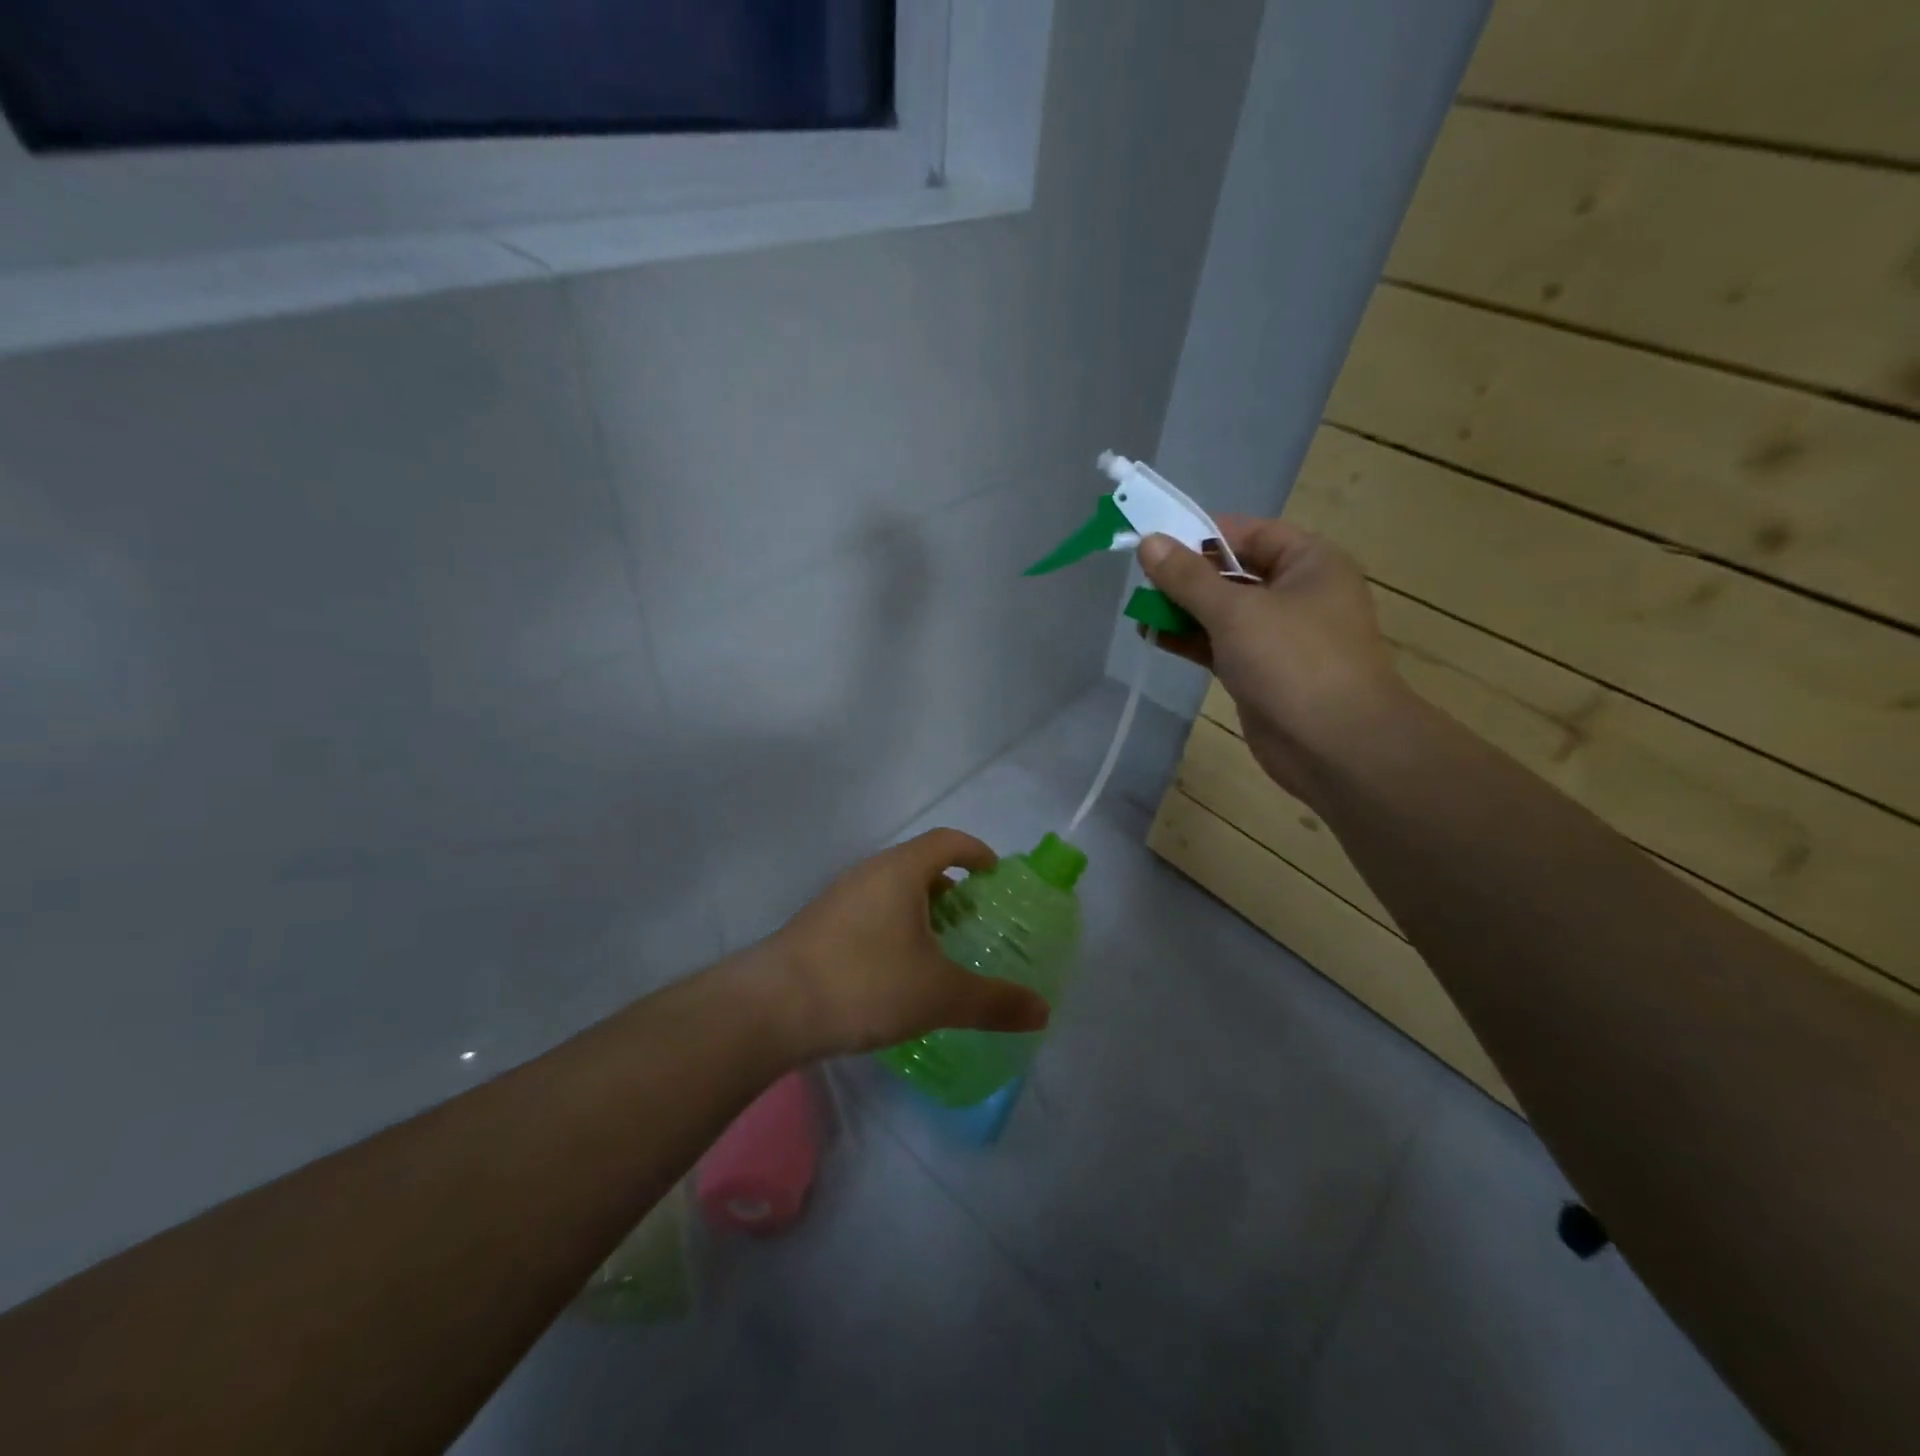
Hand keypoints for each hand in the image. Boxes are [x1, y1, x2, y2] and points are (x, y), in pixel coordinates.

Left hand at [764, 829, 1052, 1059]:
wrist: (772, 1007)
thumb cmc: (865, 982)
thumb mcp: (939, 995)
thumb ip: (994, 1002)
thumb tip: (1043, 1011)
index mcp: (900, 871)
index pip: (947, 841)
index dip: (976, 851)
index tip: (995, 874)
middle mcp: (868, 873)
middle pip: (918, 864)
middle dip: (950, 887)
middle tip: (972, 919)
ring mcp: (838, 897)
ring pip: (890, 890)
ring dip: (919, 909)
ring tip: (937, 947)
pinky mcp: (818, 924)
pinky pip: (868, 912)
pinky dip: (892, 927)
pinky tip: (895, 969)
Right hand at [1137, 518, 1405, 802]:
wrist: (1335, 745)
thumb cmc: (1293, 661)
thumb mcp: (1235, 611)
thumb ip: (1188, 577)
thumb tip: (1148, 541)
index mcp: (1310, 563)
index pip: (1250, 533)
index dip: (1203, 533)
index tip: (1156, 540)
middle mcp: (1298, 593)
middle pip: (1233, 572)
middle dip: (1187, 576)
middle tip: (1140, 579)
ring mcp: (1280, 636)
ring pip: (1224, 612)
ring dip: (1183, 610)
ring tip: (1139, 610)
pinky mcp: (1262, 672)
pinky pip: (1221, 645)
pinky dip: (1190, 640)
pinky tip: (1153, 636)